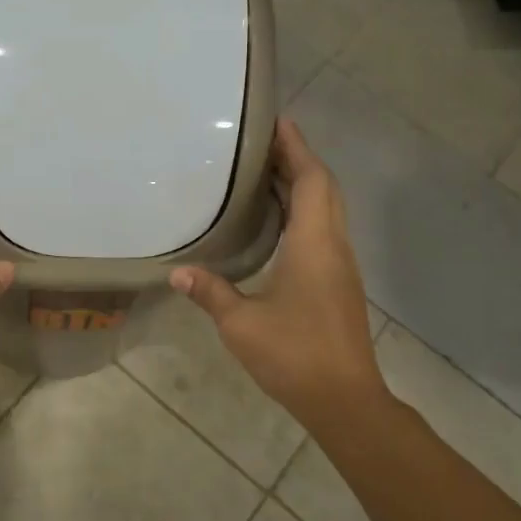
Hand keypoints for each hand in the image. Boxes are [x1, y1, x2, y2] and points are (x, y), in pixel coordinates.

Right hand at [170, 120, 386, 430]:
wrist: (344, 399)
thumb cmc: (293, 354)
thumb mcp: (240, 323)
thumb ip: (210, 292)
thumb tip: (177, 272)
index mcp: (314, 245)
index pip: (312, 180)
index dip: (297, 148)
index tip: (277, 121)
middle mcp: (333, 247)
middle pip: (324, 189)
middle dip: (298, 160)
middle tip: (262, 144)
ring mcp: (340, 266)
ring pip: (327, 210)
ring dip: (303, 185)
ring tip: (265, 173)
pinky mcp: (339, 284)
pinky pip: (324, 231)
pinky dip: (305, 212)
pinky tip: (278, 223)